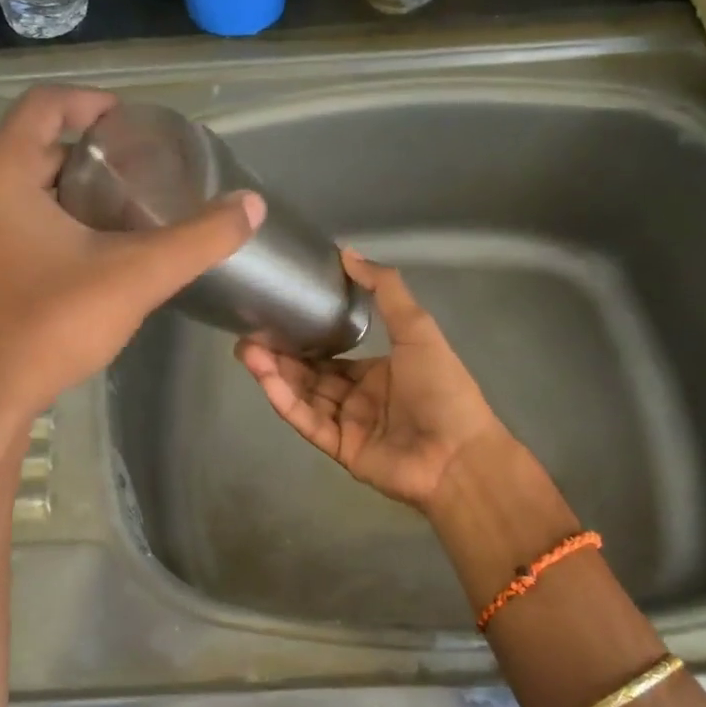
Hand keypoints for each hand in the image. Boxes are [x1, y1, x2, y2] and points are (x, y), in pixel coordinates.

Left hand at [0, 85, 263, 427]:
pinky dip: (30, 224)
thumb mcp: (134, 278)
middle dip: (81, 158)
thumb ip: (198, 239)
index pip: (44, 105)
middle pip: (28, 149)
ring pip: (9, 190)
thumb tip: (252, 205)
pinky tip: (65, 261)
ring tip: (106, 217)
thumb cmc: (48, 327)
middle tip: (130, 179)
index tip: (128, 120)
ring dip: (56, 193)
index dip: (90, 102)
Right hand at [236, 250, 508, 513]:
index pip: (331, 354)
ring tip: (246, 351)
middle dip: (280, 355)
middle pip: (310, 374)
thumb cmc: (442, 388)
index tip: (274, 318)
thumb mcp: (417, 328)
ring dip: (275, 373)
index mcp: (378, 371)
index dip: (304, 339)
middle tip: (247, 334)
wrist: (459, 454)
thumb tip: (348, 252)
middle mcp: (358, 397)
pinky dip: (285, 400)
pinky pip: (307, 421)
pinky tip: (265, 378)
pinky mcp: (338, 448)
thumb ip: (384, 290)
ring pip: (303, 395)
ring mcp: (347, 424)